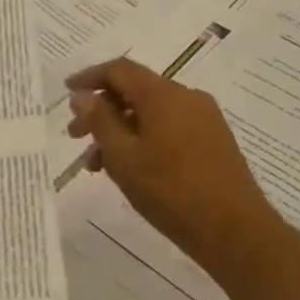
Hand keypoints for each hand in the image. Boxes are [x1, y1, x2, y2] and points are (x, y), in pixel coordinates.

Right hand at [65, 57, 279, 270]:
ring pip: (150, 113)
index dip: (89, 77)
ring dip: (118, 130)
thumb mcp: (123, 156)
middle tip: (74, 136)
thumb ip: (100, 121)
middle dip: (100, 110)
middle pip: (135, 91)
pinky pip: (167, 128)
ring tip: (97, 164)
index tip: (66, 91)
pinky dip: (141, 139)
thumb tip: (82, 96)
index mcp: (164, 96)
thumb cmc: (170, 190)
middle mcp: (187, 98)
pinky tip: (128, 169)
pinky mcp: (211, 141)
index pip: (120, 70)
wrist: (233, 229)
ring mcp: (203, 120)